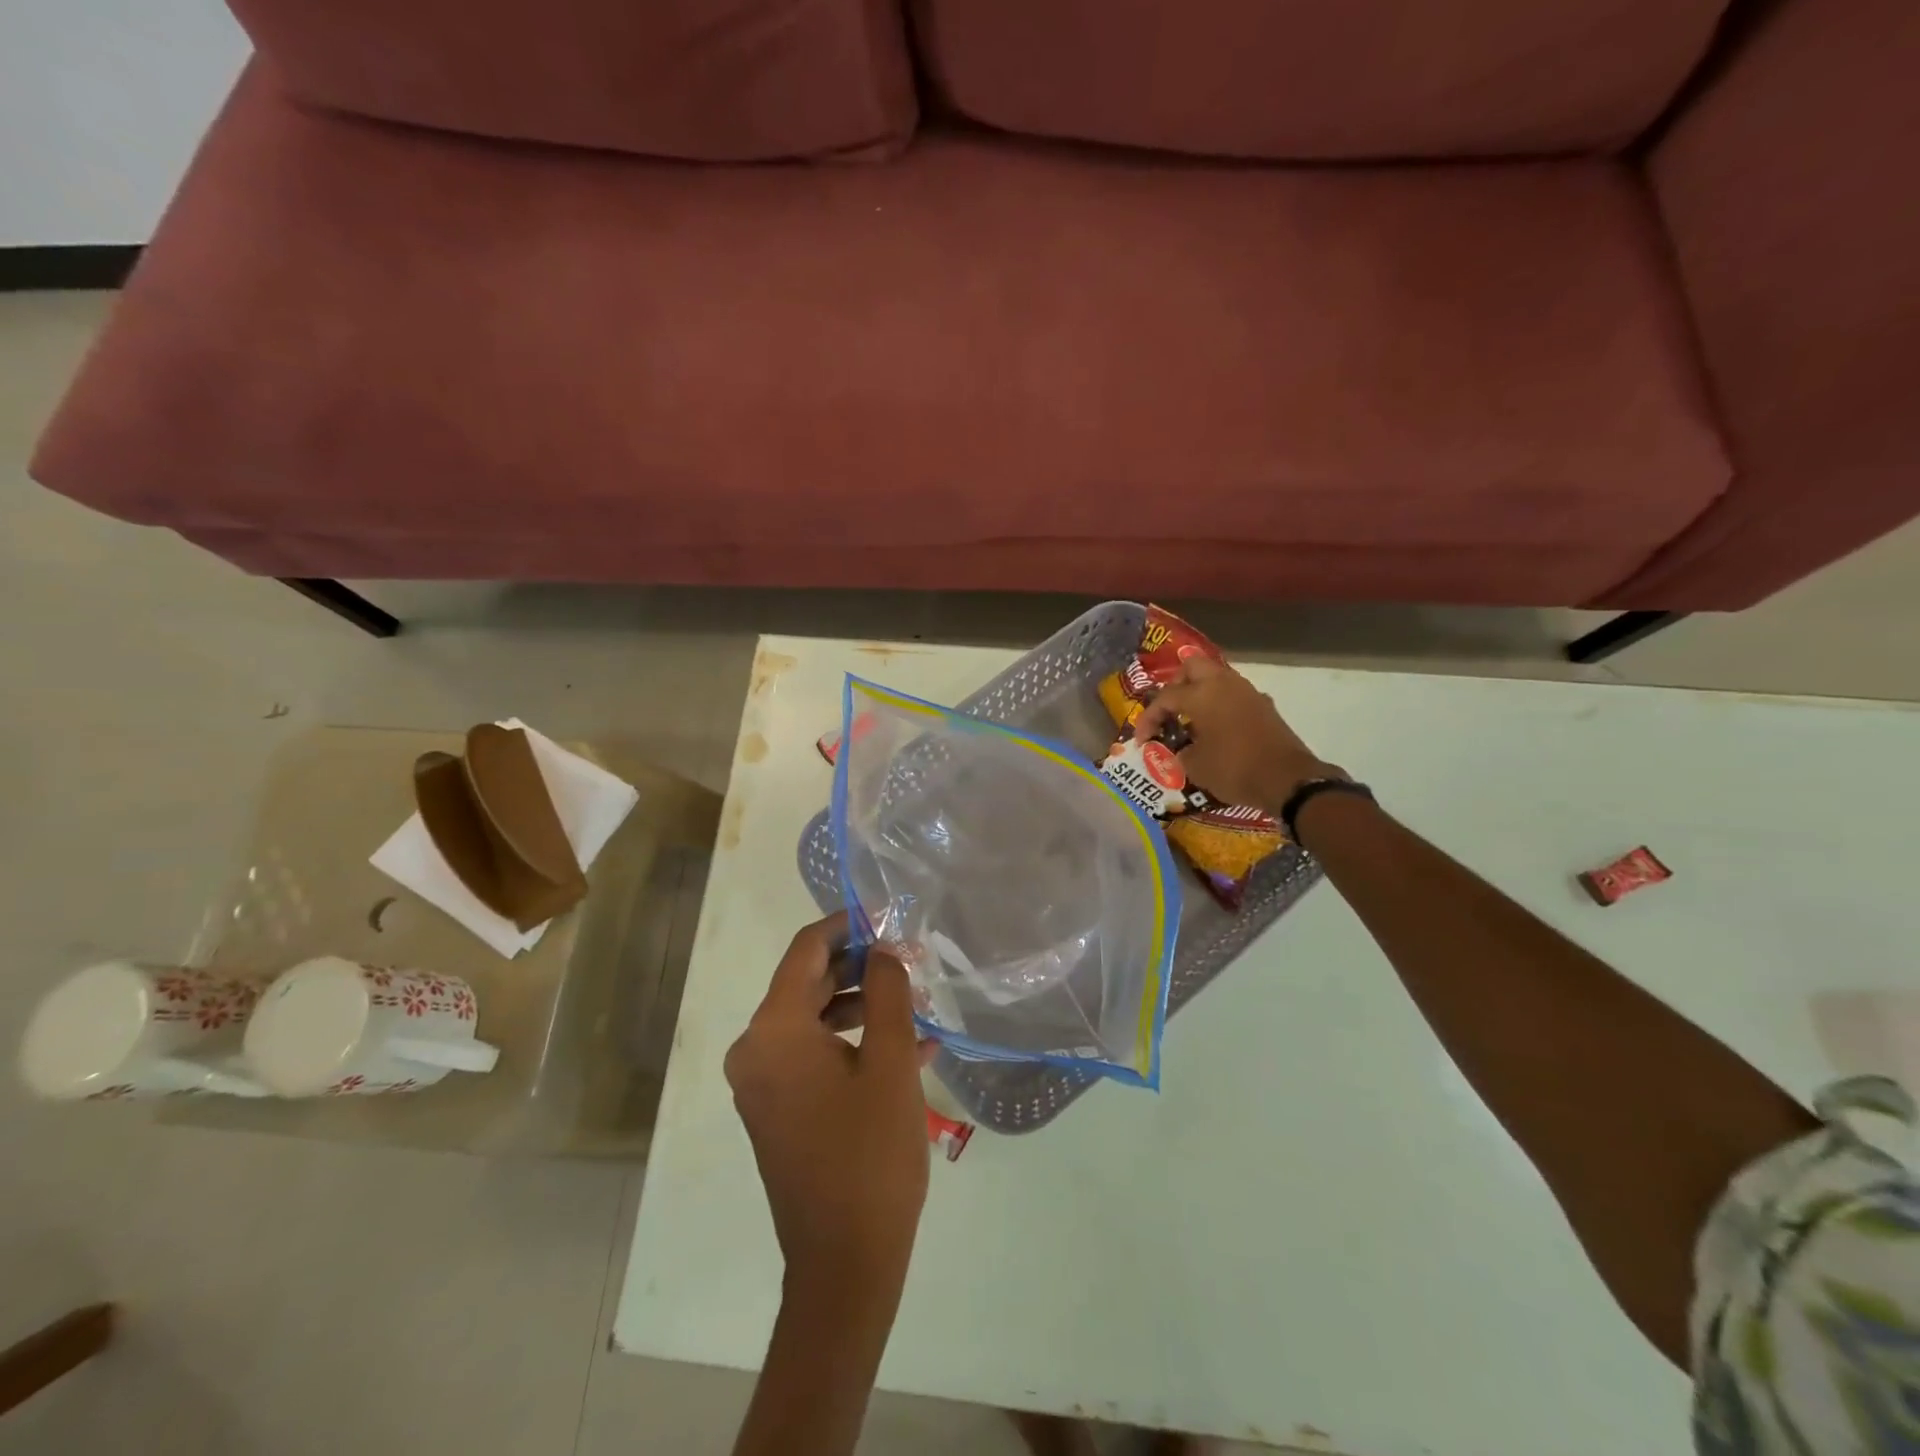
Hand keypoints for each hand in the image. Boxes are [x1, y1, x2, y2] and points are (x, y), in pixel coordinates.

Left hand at [725, 913, 931, 1304]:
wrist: (845, 1265)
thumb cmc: (869, 1155)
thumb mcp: (889, 1062)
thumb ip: (887, 993)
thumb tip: (884, 950)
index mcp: (773, 1032)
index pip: (806, 951)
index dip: (846, 924)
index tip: (887, 915)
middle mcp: (756, 1051)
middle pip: (809, 983)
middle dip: (862, 967)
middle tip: (911, 959)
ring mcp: (764, 1084)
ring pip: (816, 1020)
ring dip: (865, 1006)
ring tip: (917, 1002)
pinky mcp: (779, 1110)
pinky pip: (815, 1056)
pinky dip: (854, 1044)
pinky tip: (908, 1047)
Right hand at [1133, 656, 1339, 814]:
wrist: (1288, 780)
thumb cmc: (1234, 769)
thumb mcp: (1196, 766)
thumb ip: (1181, 752)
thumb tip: (1183, 749)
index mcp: (1201, 694)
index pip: (1165, 697)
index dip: (1149, 718)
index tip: (1142, 740)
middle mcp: (1224, 684)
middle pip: (1192, 666)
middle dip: (1176, 685)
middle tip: (1168, 710)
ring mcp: (1248, 693)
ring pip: (1217, 678)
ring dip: (1200, 693)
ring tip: (1190, 720)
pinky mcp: (1264, 706)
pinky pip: (1234, 695)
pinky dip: (1220, 705)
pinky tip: (1216, 729)